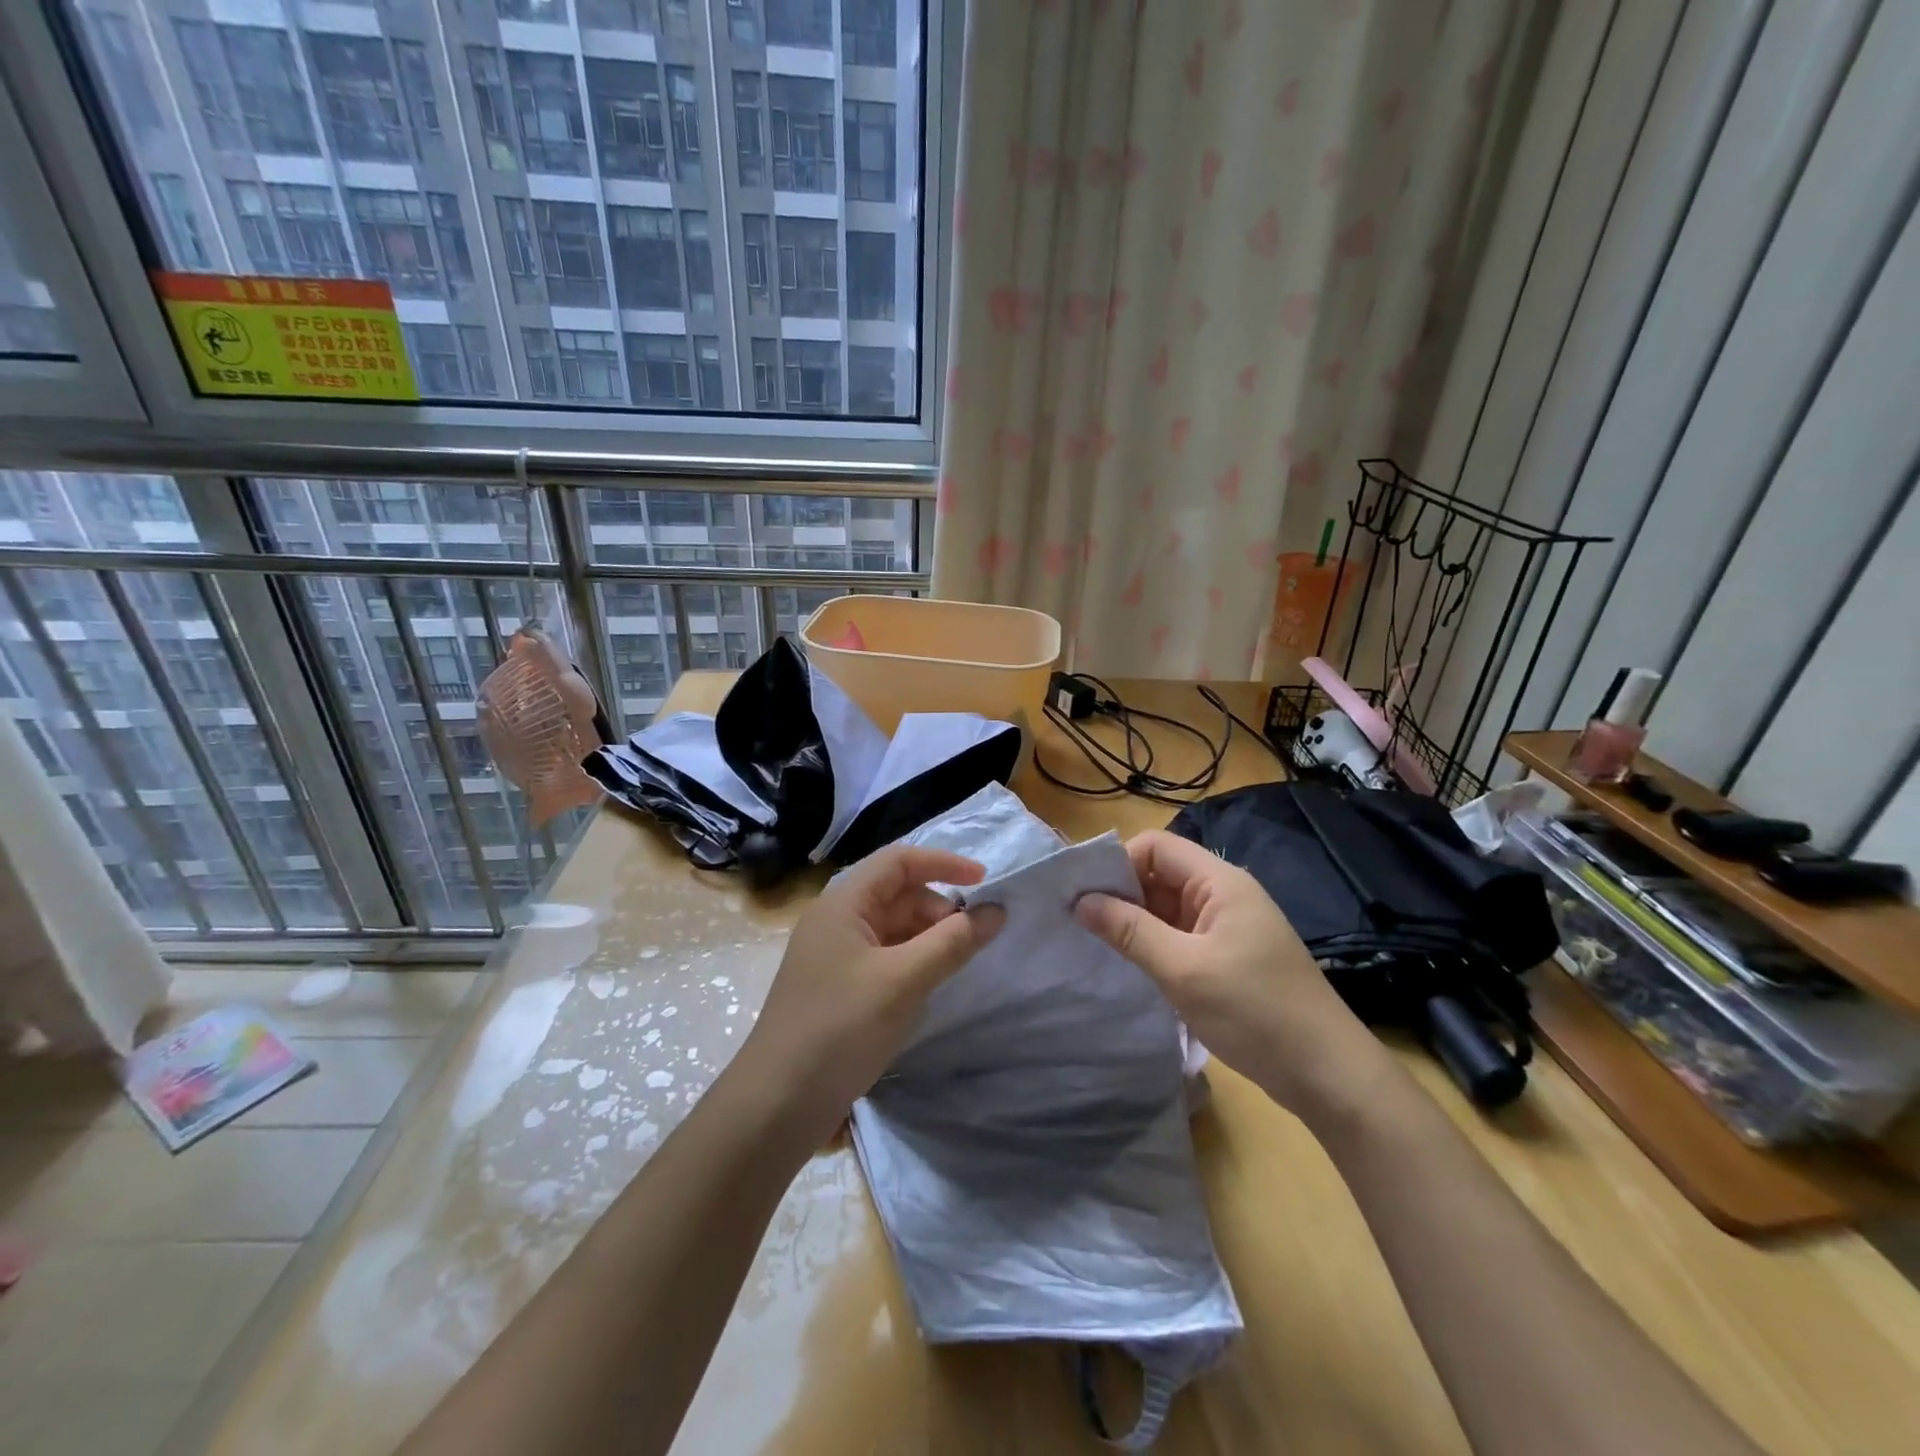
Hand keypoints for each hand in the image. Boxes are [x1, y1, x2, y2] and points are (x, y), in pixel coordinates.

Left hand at [734, 846, 1004, 1136]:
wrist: (778, 1104)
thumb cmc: (839, 1028)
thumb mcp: (903, 981)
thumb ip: (952, 942)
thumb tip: (996, 911)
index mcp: (843, 903)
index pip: (898, 861)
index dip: (943, 864)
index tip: (985, 882)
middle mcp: (837, 920)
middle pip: (897, 893)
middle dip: (939, 908)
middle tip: (971, 939)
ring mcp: (835, 955)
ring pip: (893, 928)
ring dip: (928, 937)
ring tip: (955, 964)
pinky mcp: (839, 987)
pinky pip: (885, 957)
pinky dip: (913, 962)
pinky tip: (928, 988)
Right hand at [1075, 830, 1386, 1117]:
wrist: (1327, 1073)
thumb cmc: (1255, 1011)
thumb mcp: (1183, 970)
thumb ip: (1130, 931)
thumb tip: (1080, 901)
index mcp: (1219, 882)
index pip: (1155, 847)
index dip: (1118, 863)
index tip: (1085, 897)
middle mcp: (1223, 894)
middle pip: (1160, 874)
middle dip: (1121, 893)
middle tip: (1080, 923)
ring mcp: (1227, 927)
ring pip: (1167, 907)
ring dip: (1135, 921)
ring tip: (1097, 945)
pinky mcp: (1228, 956)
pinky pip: (1180, 935)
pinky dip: (1153, 944)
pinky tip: (1131, 965)